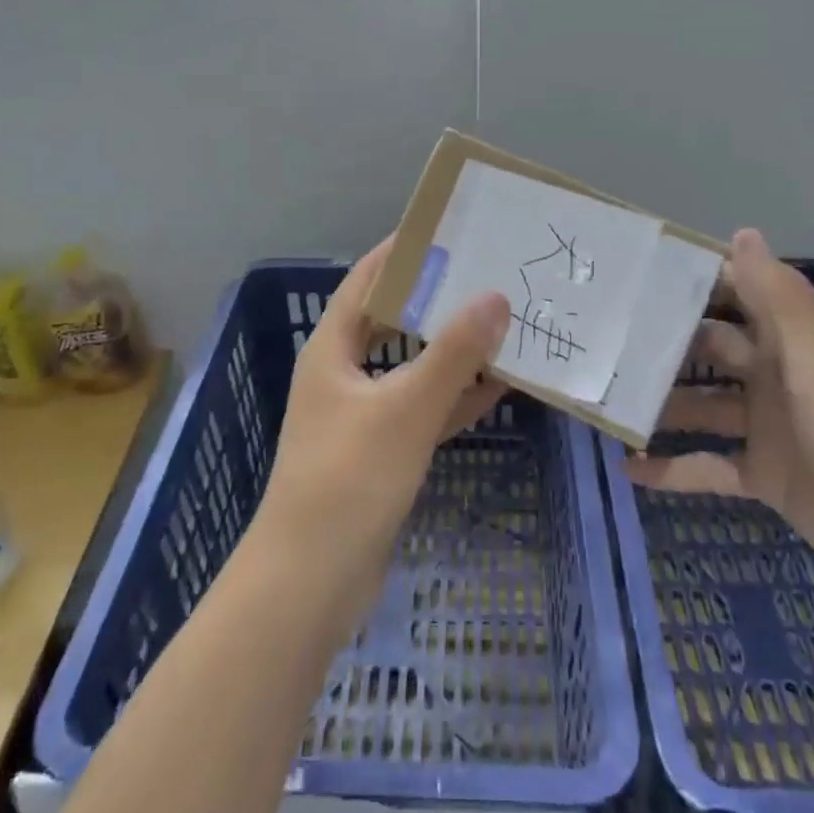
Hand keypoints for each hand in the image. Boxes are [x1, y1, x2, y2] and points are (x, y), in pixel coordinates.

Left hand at [257, 237, 510, 617]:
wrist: (310, 584)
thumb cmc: (349, 480)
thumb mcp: (406, 409)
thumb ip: (453, 353)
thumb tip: (495, 295)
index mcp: (333, 348)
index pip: (368, 279)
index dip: (404, 251)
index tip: (450, 228)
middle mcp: (343, 372)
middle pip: (394, 320)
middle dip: (437, 298)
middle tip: (489, 273)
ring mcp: (361, 414)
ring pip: (412, 367)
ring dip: (452, 350)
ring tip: (503, 323)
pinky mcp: (380, 453)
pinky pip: (421, 410)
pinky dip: (453, 398)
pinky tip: (497, 389)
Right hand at [626, 229, 813, 623]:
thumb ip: (779, 302)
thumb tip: (742, 231)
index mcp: (793, 344)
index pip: (739, 295)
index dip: (695, 281)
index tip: (638, 273)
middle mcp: (777, 378)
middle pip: (711, 351)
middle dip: (664, 344)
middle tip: (605, 339)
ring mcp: (771, 430)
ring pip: (704, 407)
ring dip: (662, 405)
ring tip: (606, 400)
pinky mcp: (767, 479)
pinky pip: (709, 467)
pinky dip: (673, 468)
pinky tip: (629, 467)